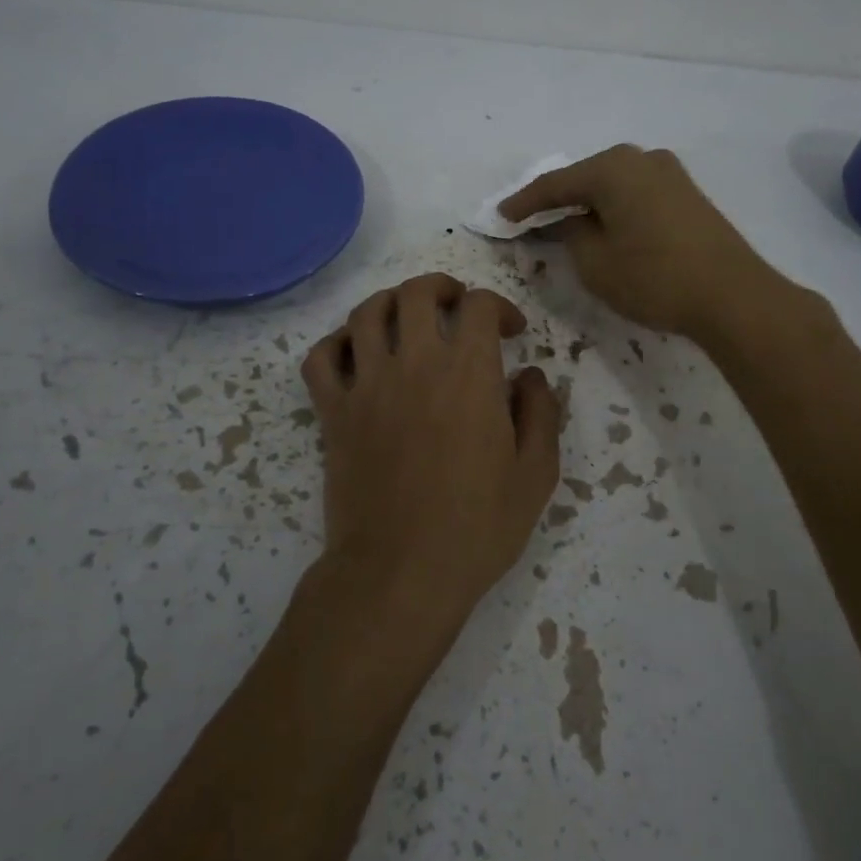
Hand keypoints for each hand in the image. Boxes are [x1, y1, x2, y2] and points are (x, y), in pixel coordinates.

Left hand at [301, 273, 560, 632]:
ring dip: (390, 303)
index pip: (479, 305)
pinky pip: (320, 358)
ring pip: (366, 313)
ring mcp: (366, 386)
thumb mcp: (535, 474)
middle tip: (457, 305)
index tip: (511, 331)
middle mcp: (414, 364)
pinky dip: (335, 343)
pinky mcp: (333, 413)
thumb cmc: (477, 527)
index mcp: (468, 374)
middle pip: (417, 293)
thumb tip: (530, 376)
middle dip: (442, 288)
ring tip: (406, 318)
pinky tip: (355, 352)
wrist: (401, 573)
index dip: (499, 307)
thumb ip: (540, 414)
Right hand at [498, 145, 774, 337]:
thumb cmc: (654, 277)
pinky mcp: (687, 194)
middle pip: (586, 178)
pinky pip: (635, 194)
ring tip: (563, 224)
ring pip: (613, 185)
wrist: (732, 295)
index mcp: (613, 168)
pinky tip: (603, 225)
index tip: (501, 216)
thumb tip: (570, 220)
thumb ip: (571, 234)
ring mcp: (669, 173)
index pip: (555, 184)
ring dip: (587, 204)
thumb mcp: (595, 262)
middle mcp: (641, 158)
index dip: (524, 203)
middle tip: (529, 219)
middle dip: (557, 200)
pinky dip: (613, 208)